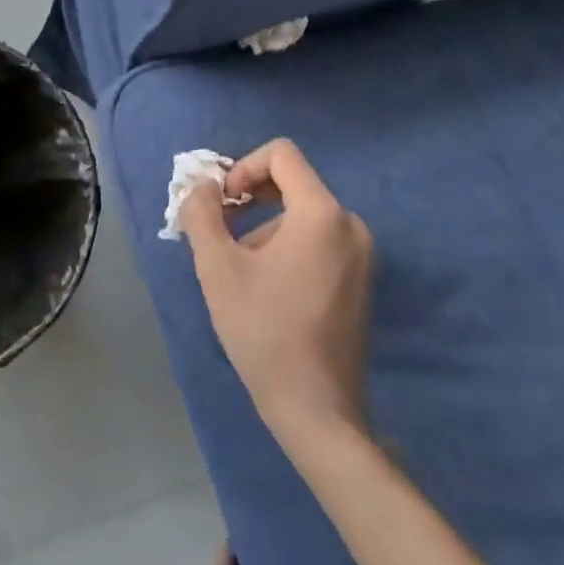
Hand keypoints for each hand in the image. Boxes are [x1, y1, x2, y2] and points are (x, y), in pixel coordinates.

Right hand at [180, 139, 374, 449]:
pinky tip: (267, 287)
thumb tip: (201, 186)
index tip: (222, 203)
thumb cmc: (263, 331)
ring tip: (241, 271)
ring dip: (265, 226)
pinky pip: (319, 239)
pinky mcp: (362, 280)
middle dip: (250, 197)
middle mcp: (351, 224)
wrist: (316, 410)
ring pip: (302, 214)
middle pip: (292, 182)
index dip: (243, 167)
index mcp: (321, 213)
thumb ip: (202, 213)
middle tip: (221, 231)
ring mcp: (362, 254)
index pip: (282, 154)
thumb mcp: (217, 267)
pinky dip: (288, 244)